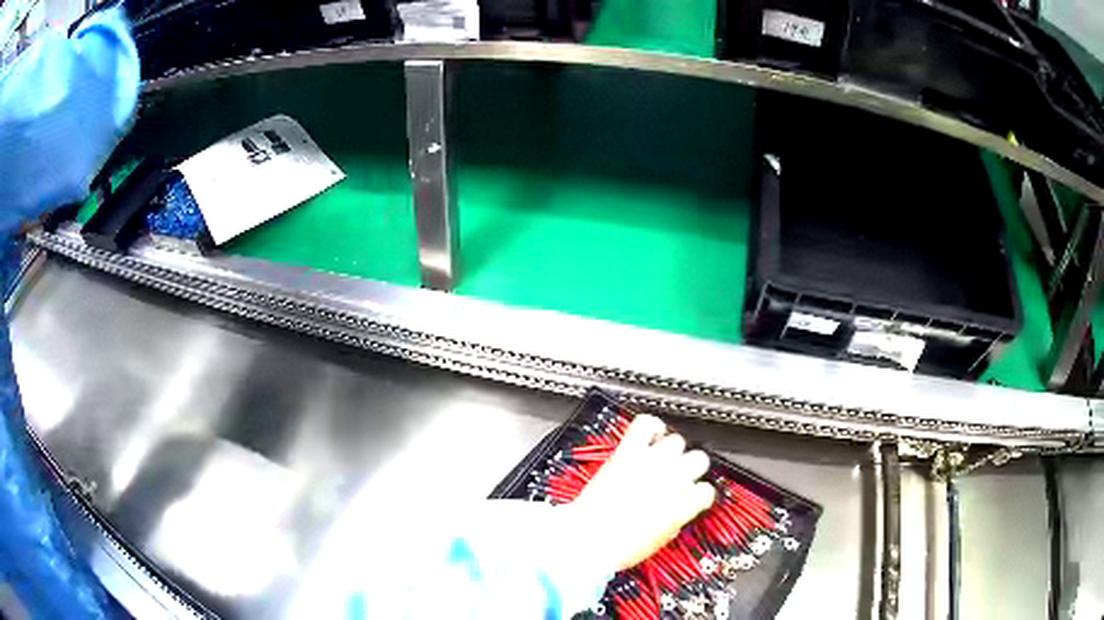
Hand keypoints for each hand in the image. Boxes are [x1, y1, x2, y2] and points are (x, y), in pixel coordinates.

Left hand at [569, 415, 715, 570]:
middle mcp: (673, 480)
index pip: (706, 491)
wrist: (585, 539)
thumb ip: (675, 519)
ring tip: (661, 458)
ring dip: (671, 452)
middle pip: (699, 460)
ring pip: (677, 441)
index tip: (690, 498)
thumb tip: (677, 509)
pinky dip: (652, 426)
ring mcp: (651, 463)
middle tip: (677, 477)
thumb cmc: (621, 548)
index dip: (698, 495)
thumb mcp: (659, 540)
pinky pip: (647, 424)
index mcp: (684, 506)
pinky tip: (651, 435)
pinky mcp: (628, 452)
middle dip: (690, 469)